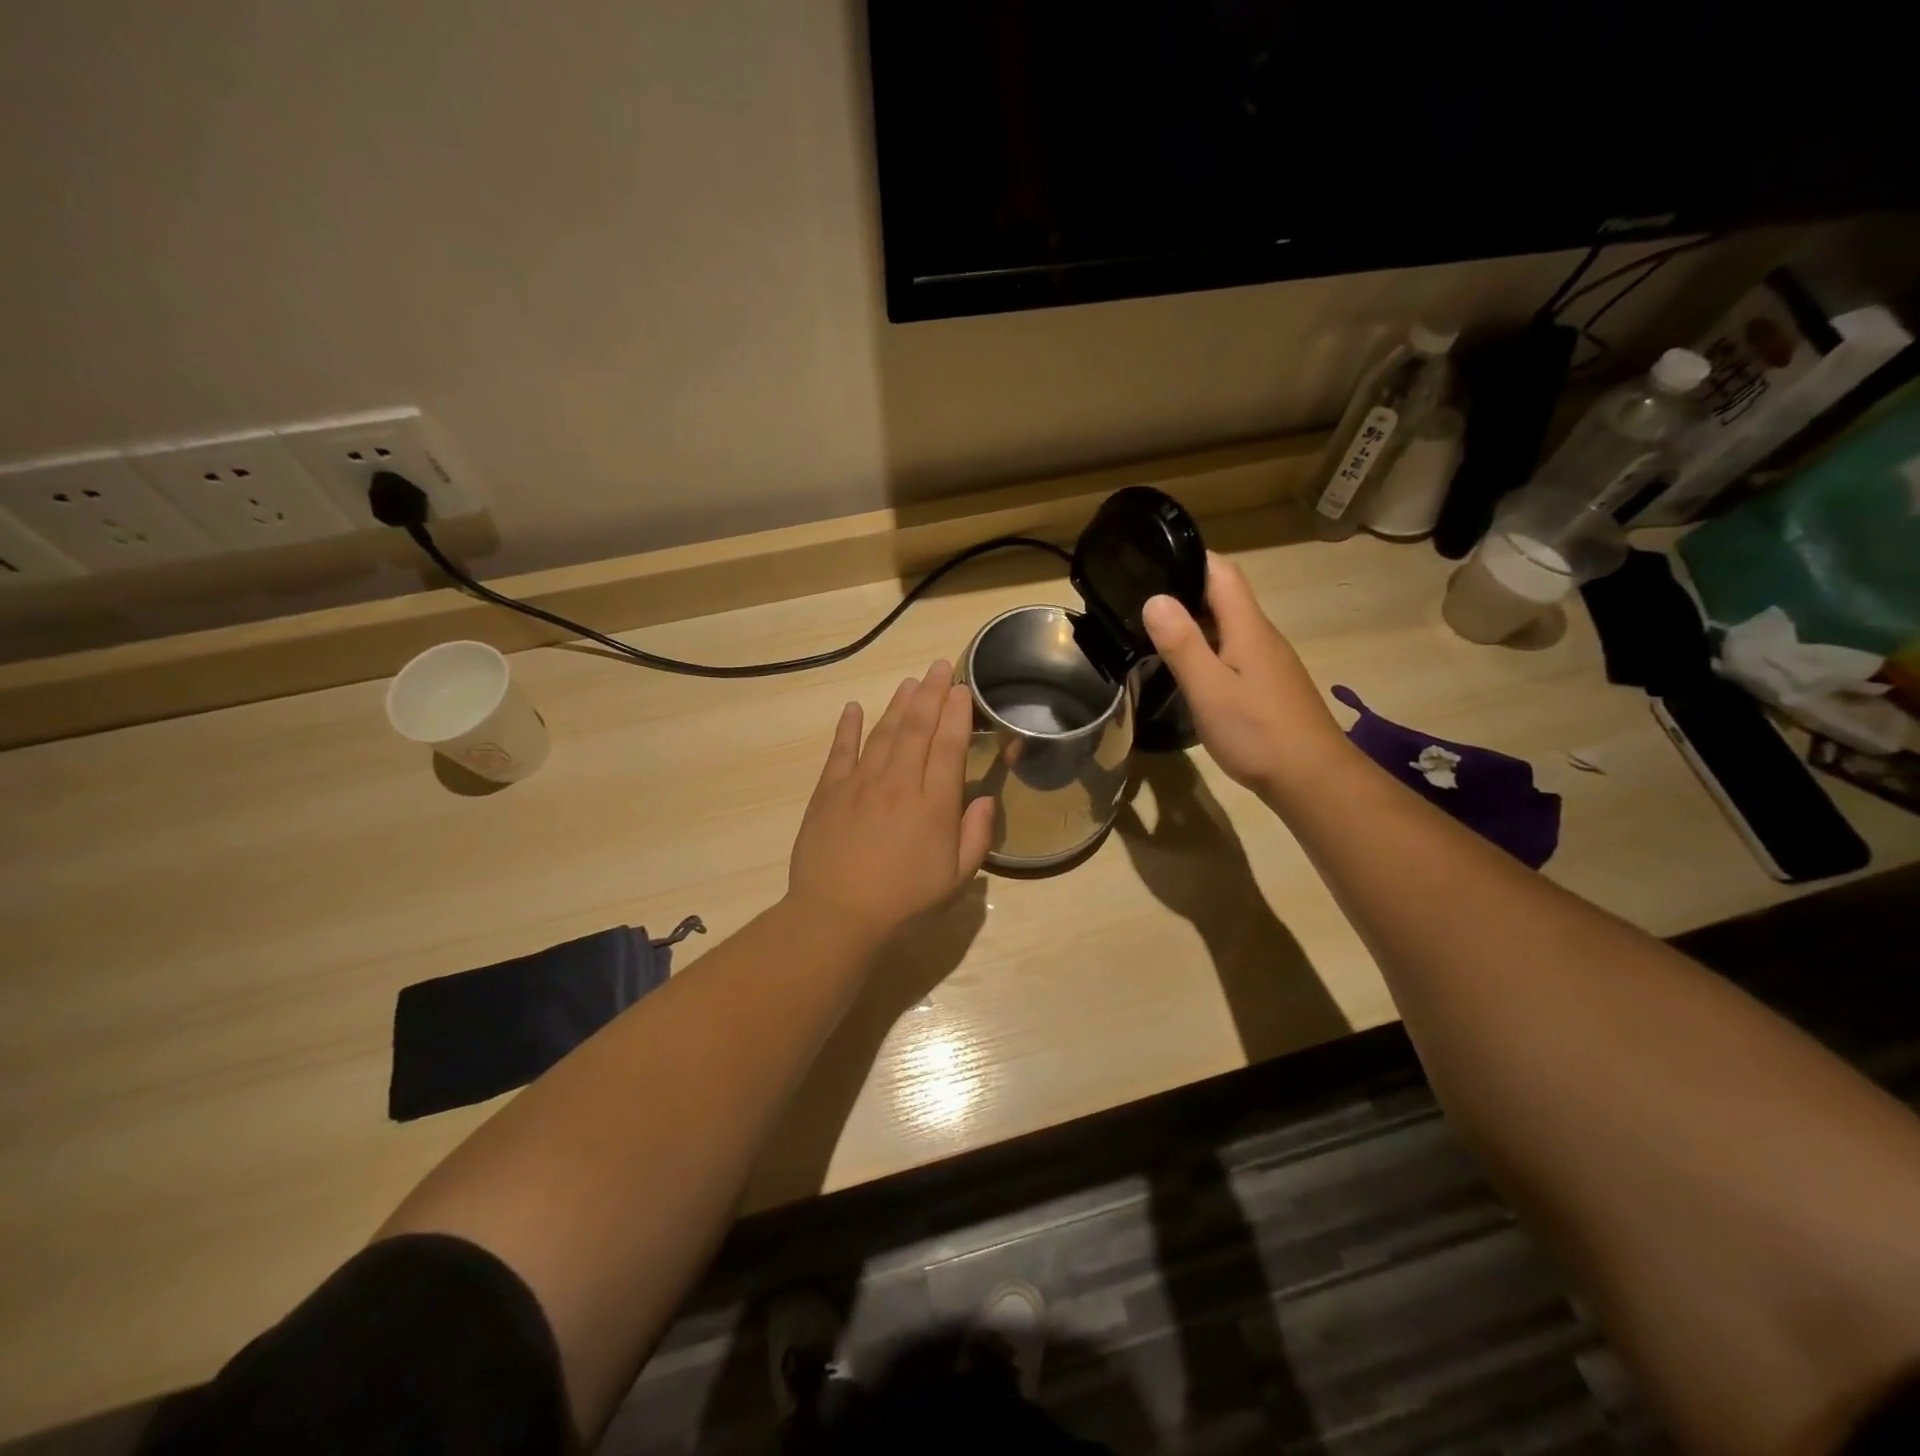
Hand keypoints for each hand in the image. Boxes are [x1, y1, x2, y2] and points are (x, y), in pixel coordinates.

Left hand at [787, 660, 995, 945]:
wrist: (838, 916)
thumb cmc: (904, 902)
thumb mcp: (956, 879)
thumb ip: (976, 836)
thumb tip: (986, 799)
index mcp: (934, 804)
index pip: (949, 746)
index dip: (956, 714)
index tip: (961, 689)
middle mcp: (899, 783)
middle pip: (918, 728)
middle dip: (931, 693)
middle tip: (939, 667)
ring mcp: (861, 783)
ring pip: (884, 732)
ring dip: (898, 704)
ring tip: (910, 682)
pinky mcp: (829, 792)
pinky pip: (840, 751)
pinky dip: (847, 727)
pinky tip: (853, 707)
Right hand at [1142, 553, 1351, 801]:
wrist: (1312, 779)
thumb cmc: (1257, 732)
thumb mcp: (1209, 689)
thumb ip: (1182, 644)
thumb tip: (1155, 598)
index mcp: (1248, 628)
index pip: (1222, 572)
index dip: (1191, 557)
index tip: (1153, 558)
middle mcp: (1261, 636)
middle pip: (1225, 597)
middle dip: (1185, 589)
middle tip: (1140, 597)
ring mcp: (1268, 662)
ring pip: (1228, 626)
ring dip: (1195, 621)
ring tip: (1153, 630)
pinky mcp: (1268, 686)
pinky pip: (1233, 652)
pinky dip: (1207, 648)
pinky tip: (1188, 668)